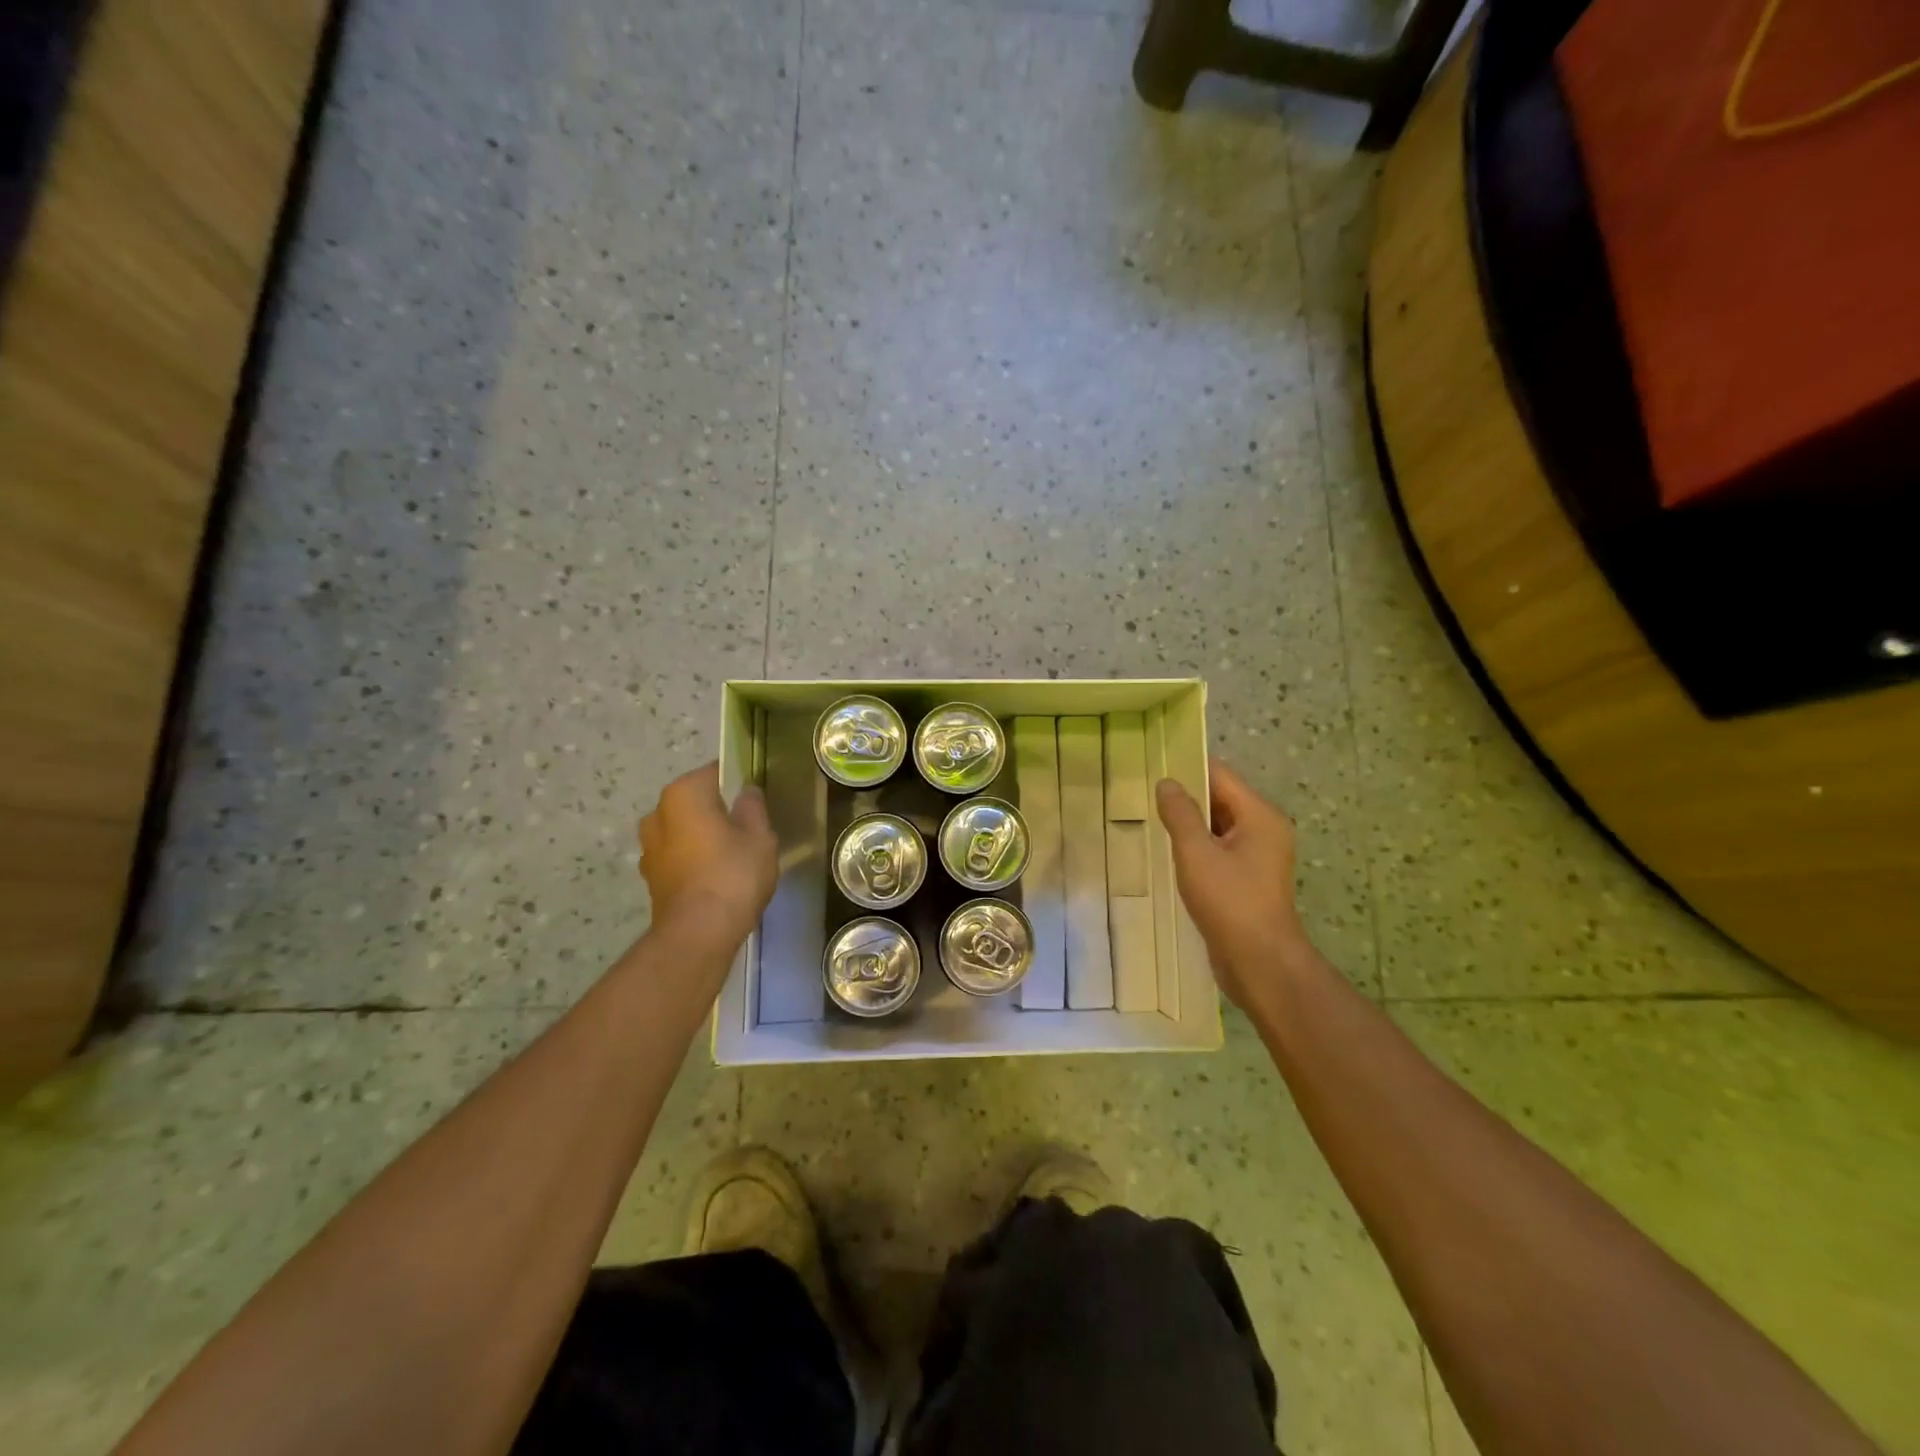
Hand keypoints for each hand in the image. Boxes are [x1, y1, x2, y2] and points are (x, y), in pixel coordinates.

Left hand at [639, 762, 777, 949]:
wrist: (698, 933)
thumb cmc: (733, 873)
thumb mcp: (760, 835)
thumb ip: (753, 806)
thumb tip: (746, 791)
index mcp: (683, 794)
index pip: (715, 773)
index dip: (738, 783)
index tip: (755, 799)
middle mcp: (657, 813)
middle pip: (695, 802)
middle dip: (717, 811)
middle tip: (748, 829)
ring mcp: (649, 847)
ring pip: (684, 830)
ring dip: (702, 837)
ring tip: (732, 856)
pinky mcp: (650, 877)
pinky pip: (678, 856)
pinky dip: (694, 860)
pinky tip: (716, 876)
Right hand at [1155, 757, 1314, 1009]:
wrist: (1260, 963)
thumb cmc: (1230, 902)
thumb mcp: (1197, 853)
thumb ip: (1180, 814)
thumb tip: (1166, 783)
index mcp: (1259, 816)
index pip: (1220, 776)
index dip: (1187, 768)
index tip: (1153, 764)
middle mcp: (1264, 830)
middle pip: (1220, 800)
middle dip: (1185, 798)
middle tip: (1144, 793)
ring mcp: (1258, 857)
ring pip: (1217, 828)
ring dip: (1189, 825)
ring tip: (1150, 819)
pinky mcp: (1247, 881)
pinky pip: (1218, 851)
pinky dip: (1196, 848)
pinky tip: (1168, 853)